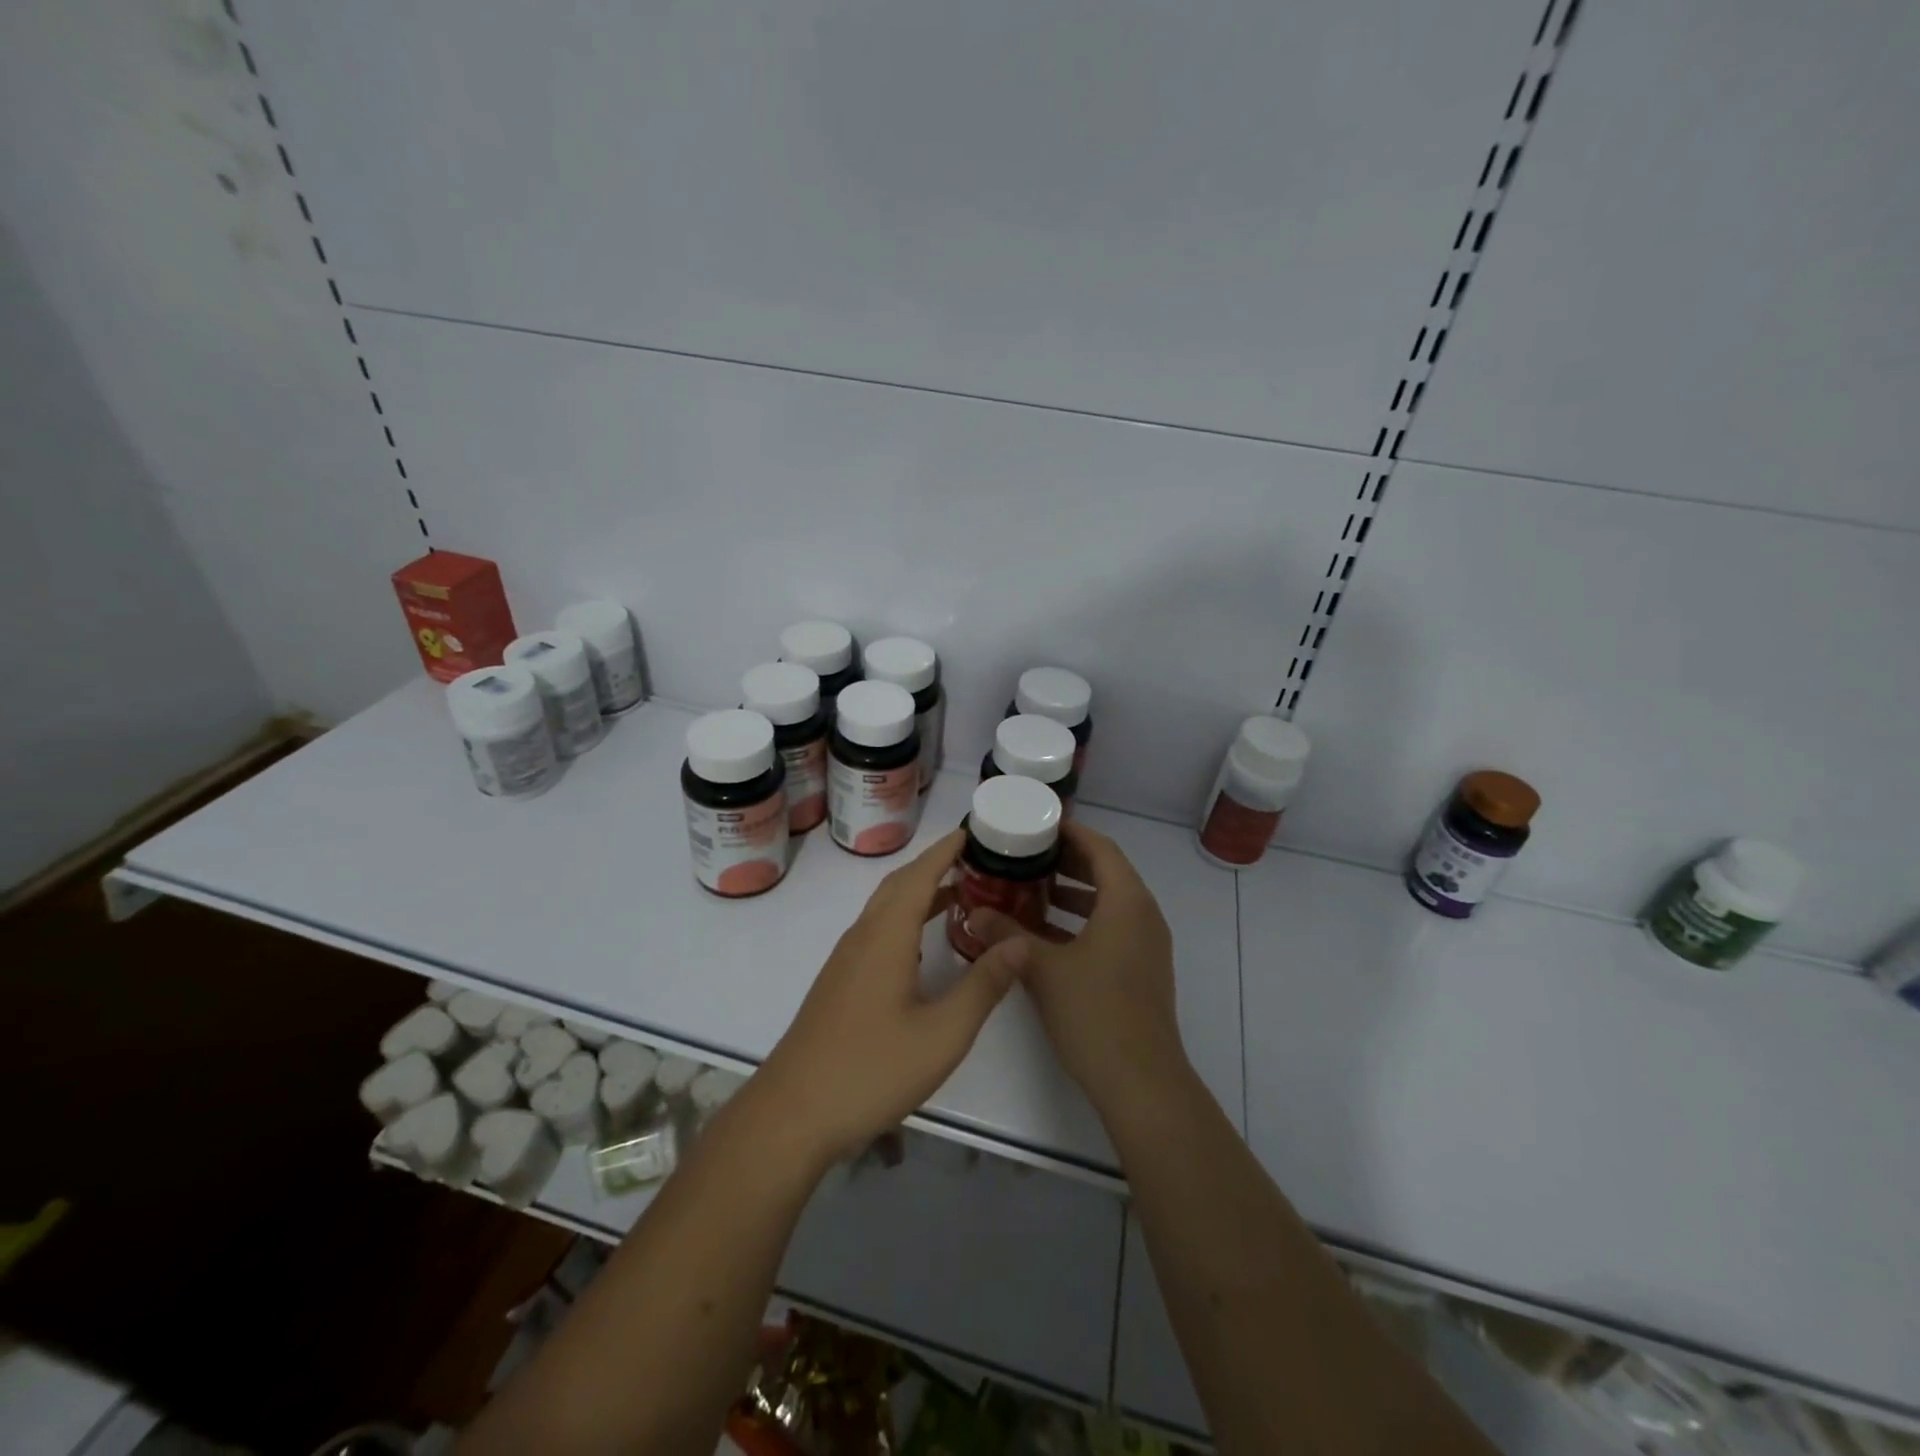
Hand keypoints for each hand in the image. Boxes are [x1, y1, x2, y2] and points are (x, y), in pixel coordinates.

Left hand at [757, 829, 1028, 1165]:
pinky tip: (924, 945)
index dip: (945, 850)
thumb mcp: (943, 1032)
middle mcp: (863, 936)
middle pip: (899, 885)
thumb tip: (1019, 942)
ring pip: (886, 909)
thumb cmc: (871, 1069)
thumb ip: (984, 984)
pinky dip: (906, 920)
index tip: (972, 831)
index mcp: (886, 936)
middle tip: (976, 861)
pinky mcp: (840, 983)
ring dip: (920, 893)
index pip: (919, 875)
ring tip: (961, 895)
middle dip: (935, 865)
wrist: (793, 1113)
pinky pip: (878, 931)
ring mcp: (846, 960)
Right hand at [969, 822, 1188, 1117]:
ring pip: (1109, 903)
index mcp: (1127, 902)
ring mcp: (1146, 945)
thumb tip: (974, 913)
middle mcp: (1143, 915)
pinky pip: (1112, 928)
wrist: (1141, 1081)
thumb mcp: (1043, 968)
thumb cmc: (1095, 1012)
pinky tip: (1046, 935)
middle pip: (1107, 872)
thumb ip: (1007, 935)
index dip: (1071, 833)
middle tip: (1027, 857)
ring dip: (1073, 894)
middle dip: (1067, 862)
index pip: (1101, 848)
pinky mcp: (1141, 970)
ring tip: (1031, 891)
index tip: (1038, 826)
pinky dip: (1082, 922)